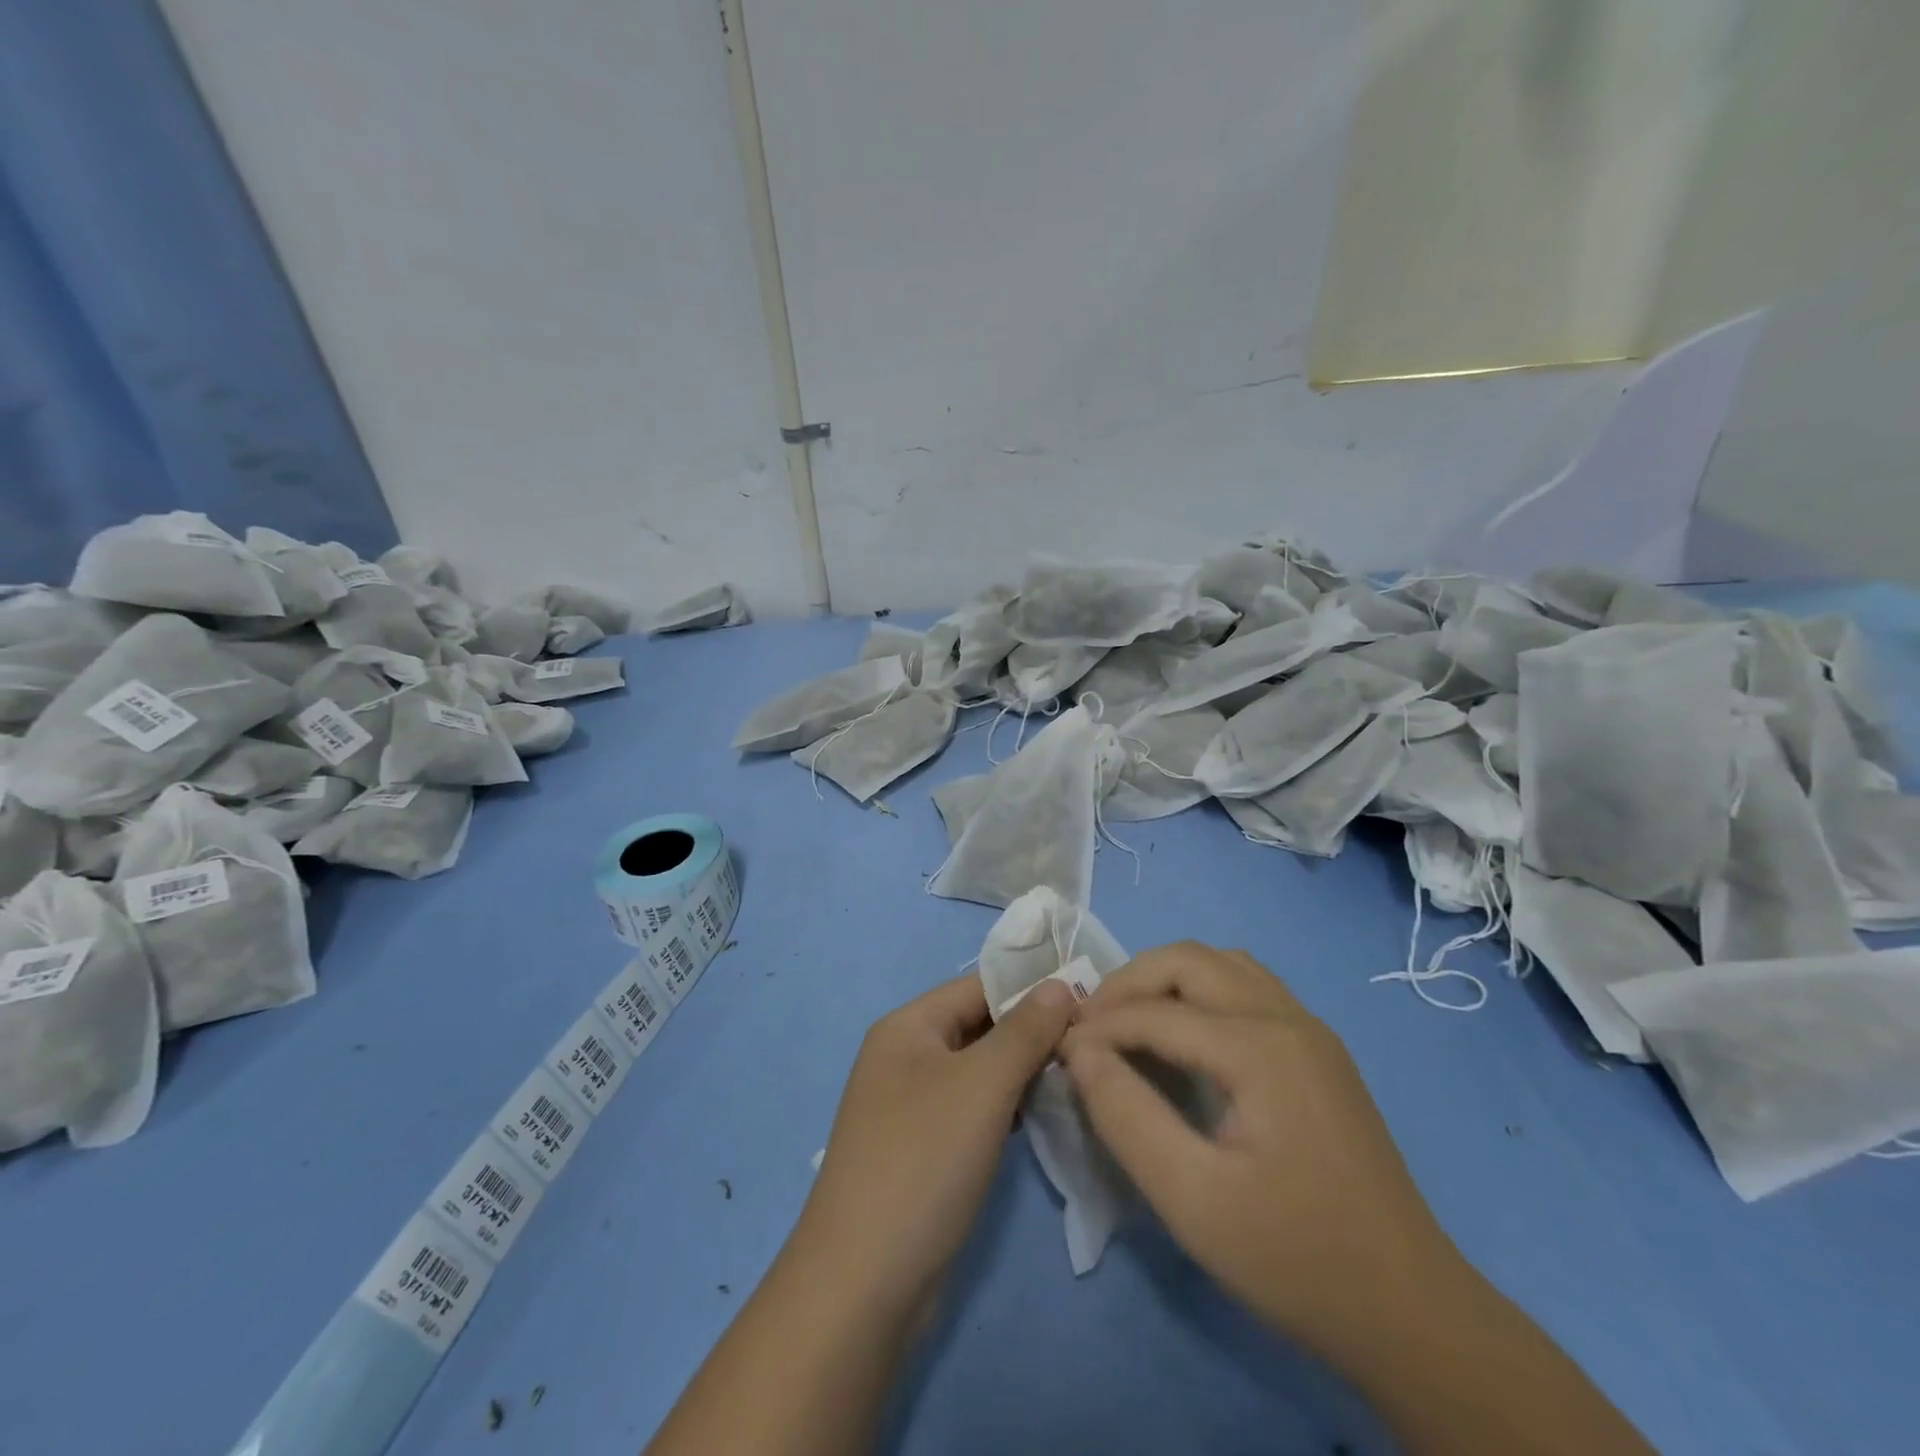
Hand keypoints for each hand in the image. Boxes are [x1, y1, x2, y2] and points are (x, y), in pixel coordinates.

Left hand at [792, 973, 1077, 1324]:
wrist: (864, 1283)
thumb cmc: (924, 1161)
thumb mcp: (981, 1085)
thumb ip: (1025, 1030)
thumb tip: (1059, 984)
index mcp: (908, 1027)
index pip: (979, 985)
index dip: (1032, 987)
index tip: (1089, 997)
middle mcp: (906, 1056)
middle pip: (979, 1025)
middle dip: (1032, 1030)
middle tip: (1094, 1039)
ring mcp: (913, 1105)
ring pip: (980, 1069)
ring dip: (1024, 1069)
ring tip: (1080, 1072)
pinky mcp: (925, 1148)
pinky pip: (974, 1108)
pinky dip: (1008, 1106)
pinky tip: (1045, 1113)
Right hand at [1060, 942, 1458, 1354]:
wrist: (1411, 1313)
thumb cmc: (1296, 1258)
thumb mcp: (1193, 1200)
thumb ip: (1126, 1115)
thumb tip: (1079, 1050)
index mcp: (1261, 1048)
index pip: (1156, 1012)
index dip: (1098, 1027)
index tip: (1057, 1051)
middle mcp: (1288, 1018)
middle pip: (1190, 960)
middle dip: (1129, 982)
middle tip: (1090, 1025)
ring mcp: (1311, 1030)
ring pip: (1222, 963)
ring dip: (1167, 978)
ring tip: (1129, 1021)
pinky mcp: (1319, 1050)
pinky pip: (1248, 987)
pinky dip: (1202, 991)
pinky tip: (1186, 1036)